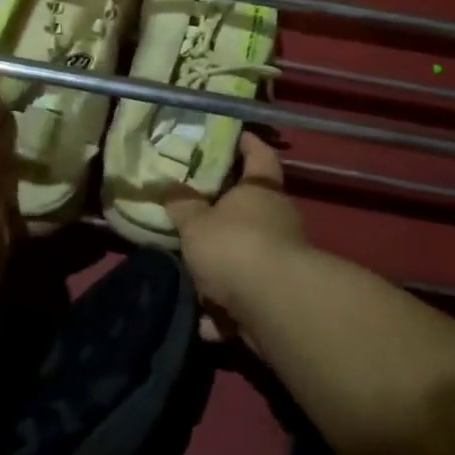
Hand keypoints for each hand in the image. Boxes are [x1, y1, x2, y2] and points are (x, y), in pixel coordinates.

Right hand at [163, 132, 306, 312]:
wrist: (274, 305)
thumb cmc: (234, 246)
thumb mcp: (195, 223)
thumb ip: (182, 206)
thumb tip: (171, 189)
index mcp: (261, 190)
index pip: (259, 155)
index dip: (247, 143)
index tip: (234, 136)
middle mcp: (278, 219)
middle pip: (252, 208)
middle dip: (224, 213)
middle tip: (194, 210)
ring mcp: (282, 259)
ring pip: (246, 255)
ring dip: (222, 266)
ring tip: (190, 270)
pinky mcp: (278, 296)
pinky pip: (245, 297)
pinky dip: (225, 308)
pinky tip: (203, 318)